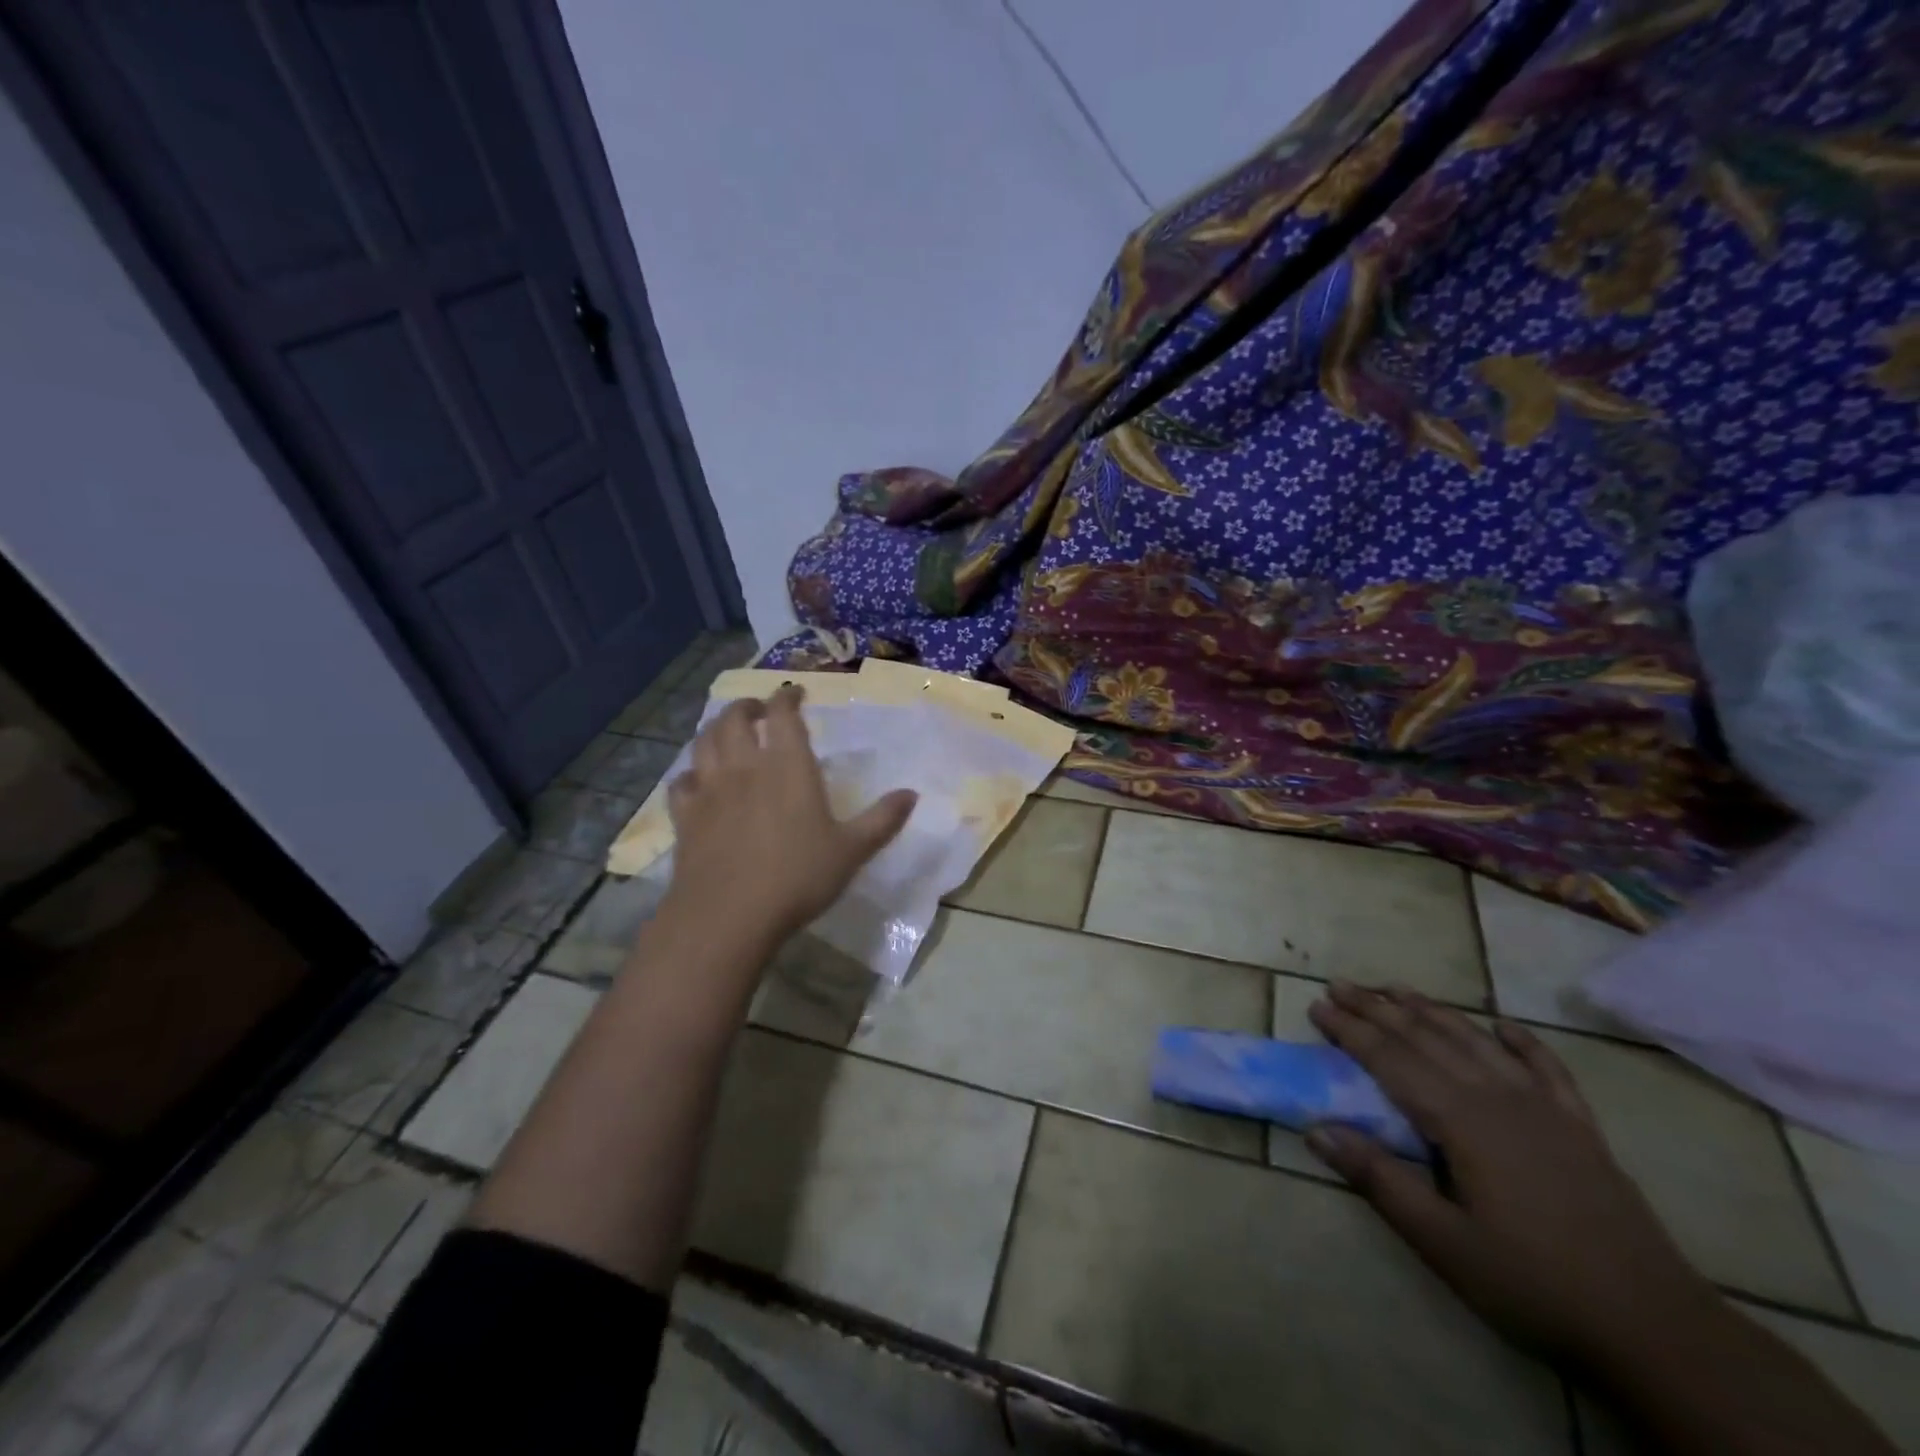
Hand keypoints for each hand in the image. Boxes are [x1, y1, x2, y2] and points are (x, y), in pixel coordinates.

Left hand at [662, 685, 916, 947]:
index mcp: (788, 766)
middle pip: (735, 718)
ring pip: (704, 742)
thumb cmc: (797, 877)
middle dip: (748, 706)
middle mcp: (745, 766)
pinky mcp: (685, 816)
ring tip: (728, 734)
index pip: (784, 713)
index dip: (787, 696)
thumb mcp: (852, 851)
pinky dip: (690, 773)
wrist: (728, 915)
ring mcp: (710, 789)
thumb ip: (882, 820)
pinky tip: (697, 781)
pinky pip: (681, 782)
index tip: (795, 693)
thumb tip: (912, 794)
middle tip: (760, 710)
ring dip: (716, 729)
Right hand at [1306, 982, 1716, 1360]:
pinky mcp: (1581, 1128)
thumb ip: (1379, 1178)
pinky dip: (1522, 1041)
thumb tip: (1316, 1129)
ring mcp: (1546, 1109)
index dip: (1351, 1031)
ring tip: (1397, 988)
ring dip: (1433, 1011)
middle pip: (1428, 1039)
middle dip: (1379, 1009)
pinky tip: (1502, 1025)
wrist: (1658, 1330)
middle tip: (1340, 985)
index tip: (1317, 1005)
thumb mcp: (1442, 1241)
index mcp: (1463, 1121)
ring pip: (1477, 1042)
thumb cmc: (1534, 1284)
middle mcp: (1500, 1098)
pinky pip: (1547, 1068)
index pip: (1392, 1061)